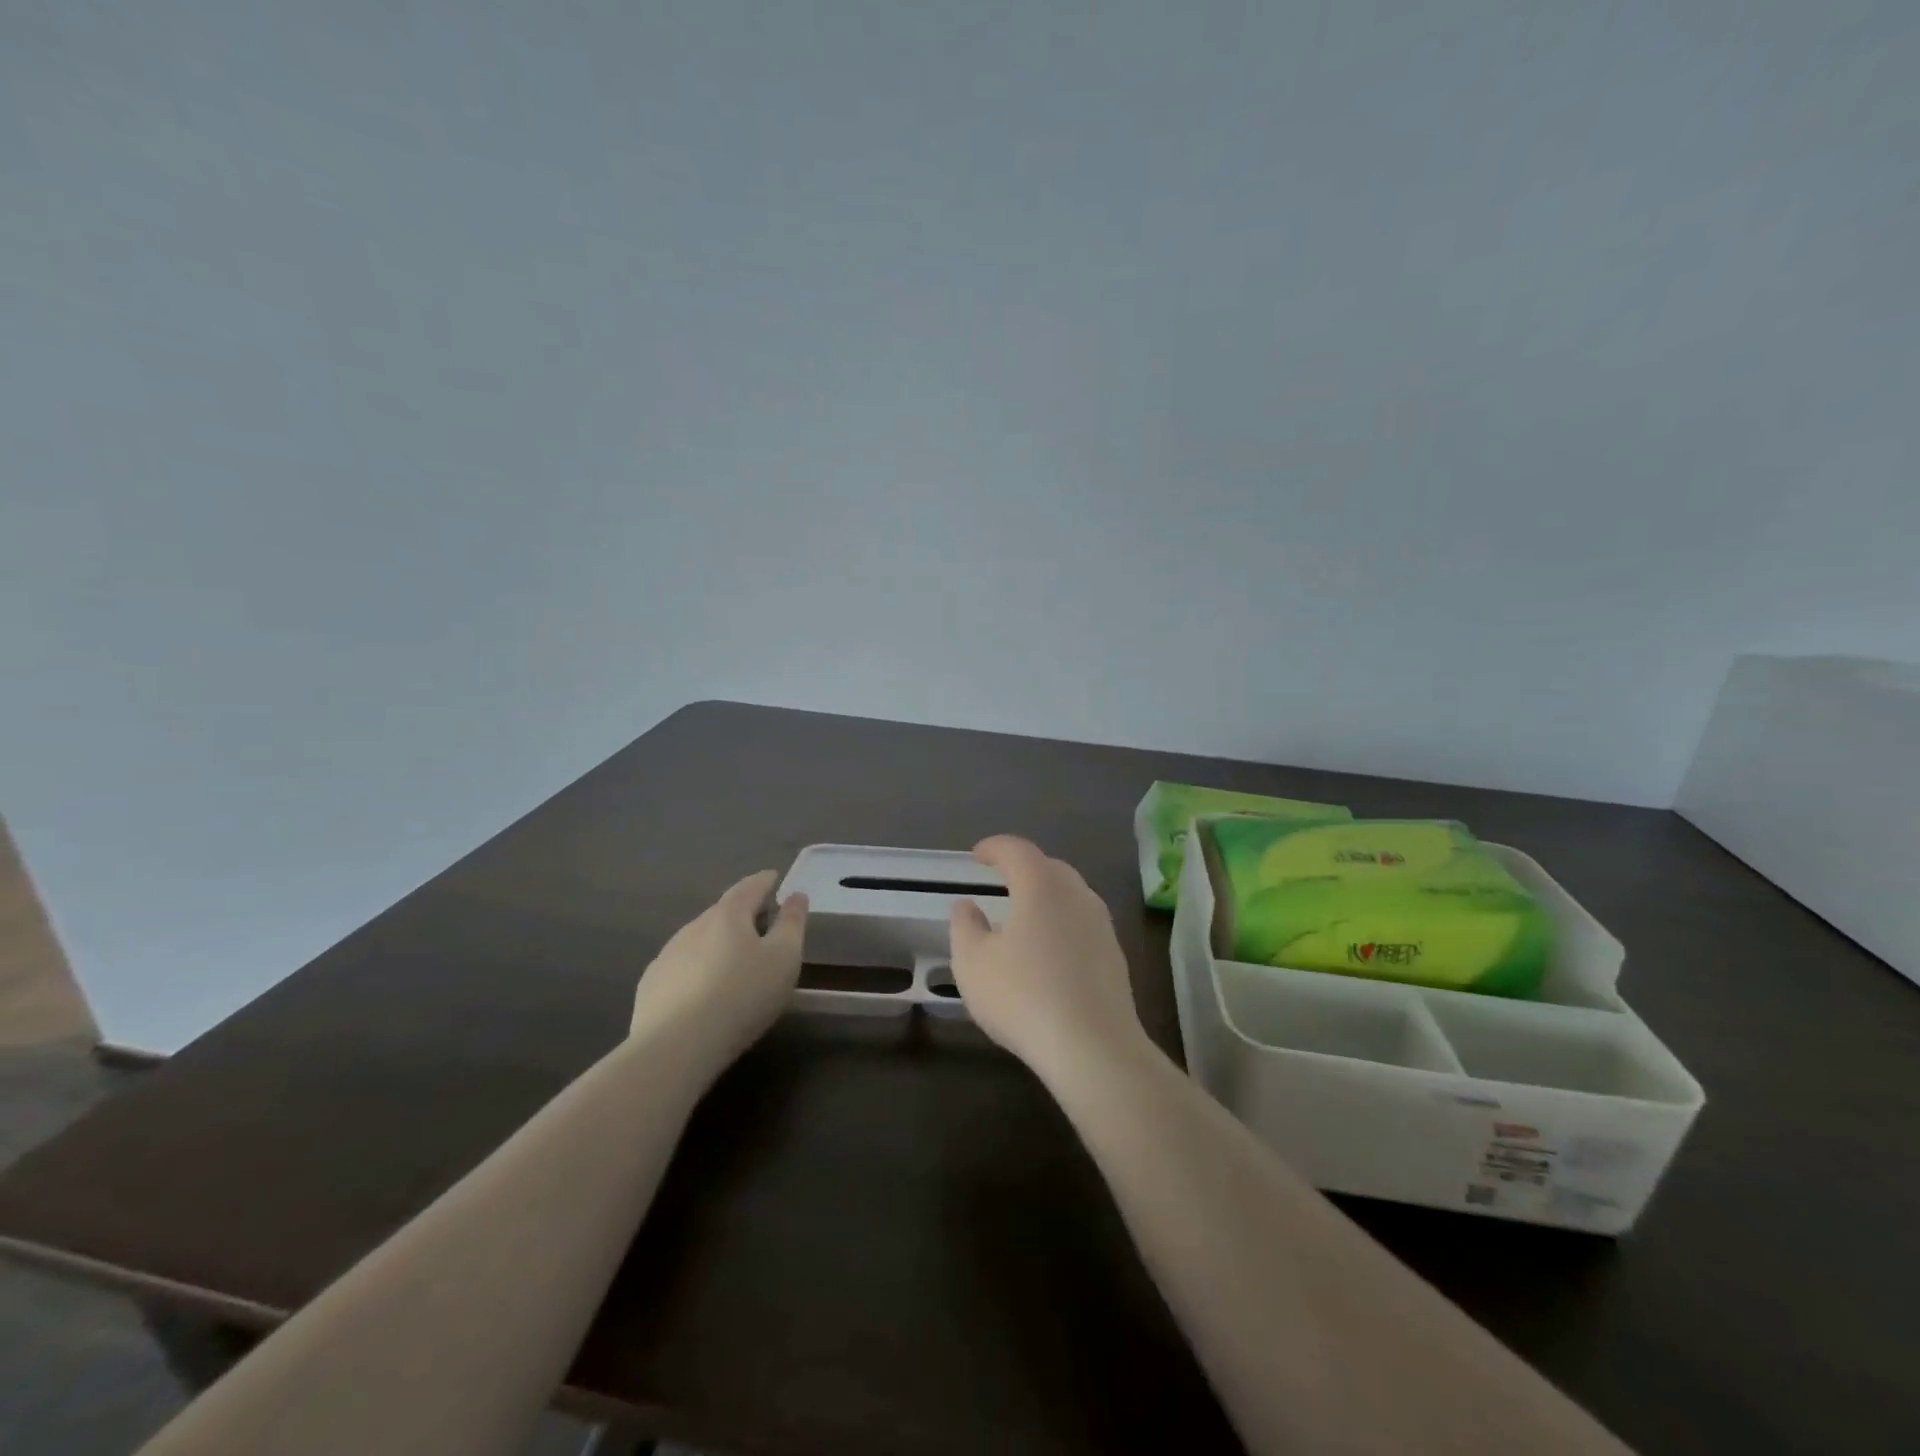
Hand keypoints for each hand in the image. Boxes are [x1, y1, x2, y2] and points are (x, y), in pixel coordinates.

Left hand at [630, 870, 807, 1067]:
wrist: (676, 1047)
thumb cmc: (742, 996)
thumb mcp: (784, 958)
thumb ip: (792, 923)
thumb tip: (796, 895)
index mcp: (728, 914)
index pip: (749, 886)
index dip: (765, 881)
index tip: (775, 879)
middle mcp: (693, 926)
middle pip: (723, 912)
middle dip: (742, 913)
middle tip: (761, 923)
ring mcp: (667, 955)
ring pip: (699, 939)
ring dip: (718, 943)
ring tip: (734, 961)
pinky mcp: (651, 985)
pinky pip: (681, 966)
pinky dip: (697, 968)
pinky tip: (703, 991)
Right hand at [948, 836, 1148, 1083]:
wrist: (1094, 1047)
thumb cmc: (1024, 997)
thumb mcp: (973, 963)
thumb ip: (965, 926)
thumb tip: (966, 905)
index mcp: (1041, 886)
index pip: (1017, 850)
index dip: (995, 848)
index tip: (977, 856)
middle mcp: (1077, 895)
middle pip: (1049, 868)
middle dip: (1024, 868)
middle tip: (1001, 880)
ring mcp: (1101, 925)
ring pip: (1070, 895)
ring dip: (1046, 896)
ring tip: (1024, 915)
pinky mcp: (1114, 955)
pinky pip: (1082, 923)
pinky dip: (1062, 923)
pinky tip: (1049, 950)